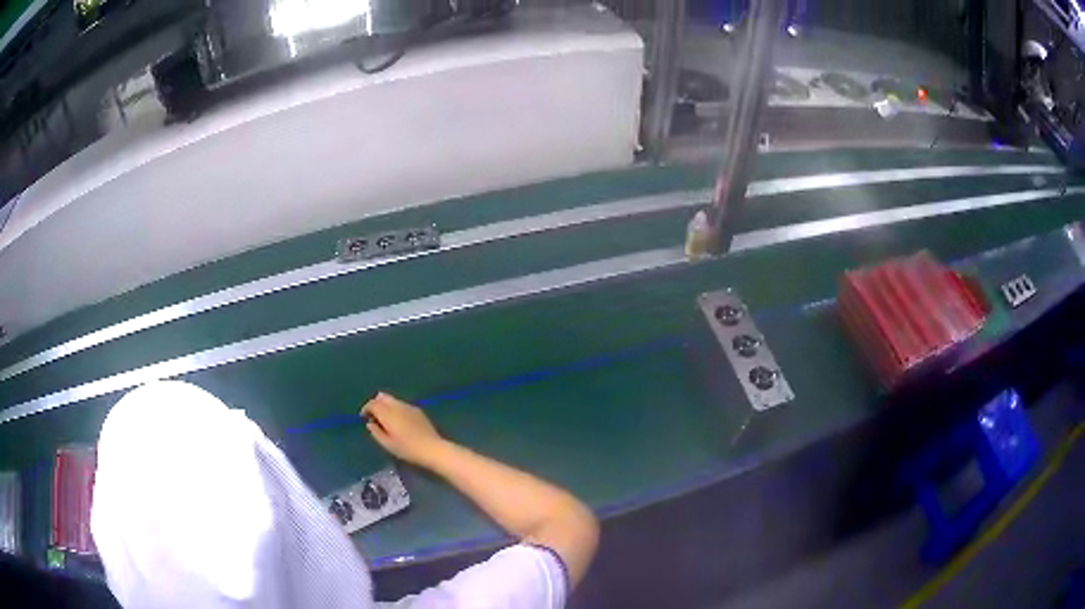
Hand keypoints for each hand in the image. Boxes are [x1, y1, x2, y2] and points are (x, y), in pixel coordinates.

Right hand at [361, 393, 444, 466]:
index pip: (373, 404)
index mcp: (388, 414)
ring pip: (392, 399)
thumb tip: (370, 423)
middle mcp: (398, 406)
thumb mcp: (388, 444)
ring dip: (385, 406)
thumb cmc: (408, 449)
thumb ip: (376, 432)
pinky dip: (395, 408)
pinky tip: (398, 420)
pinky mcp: (418, 410)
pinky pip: (402, 404)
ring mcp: (409, 406)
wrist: (432, 448)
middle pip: (382, 397)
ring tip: (385, 419)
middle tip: (373, 415)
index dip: (366, 408)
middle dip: (375, 403)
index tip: (363, 417)